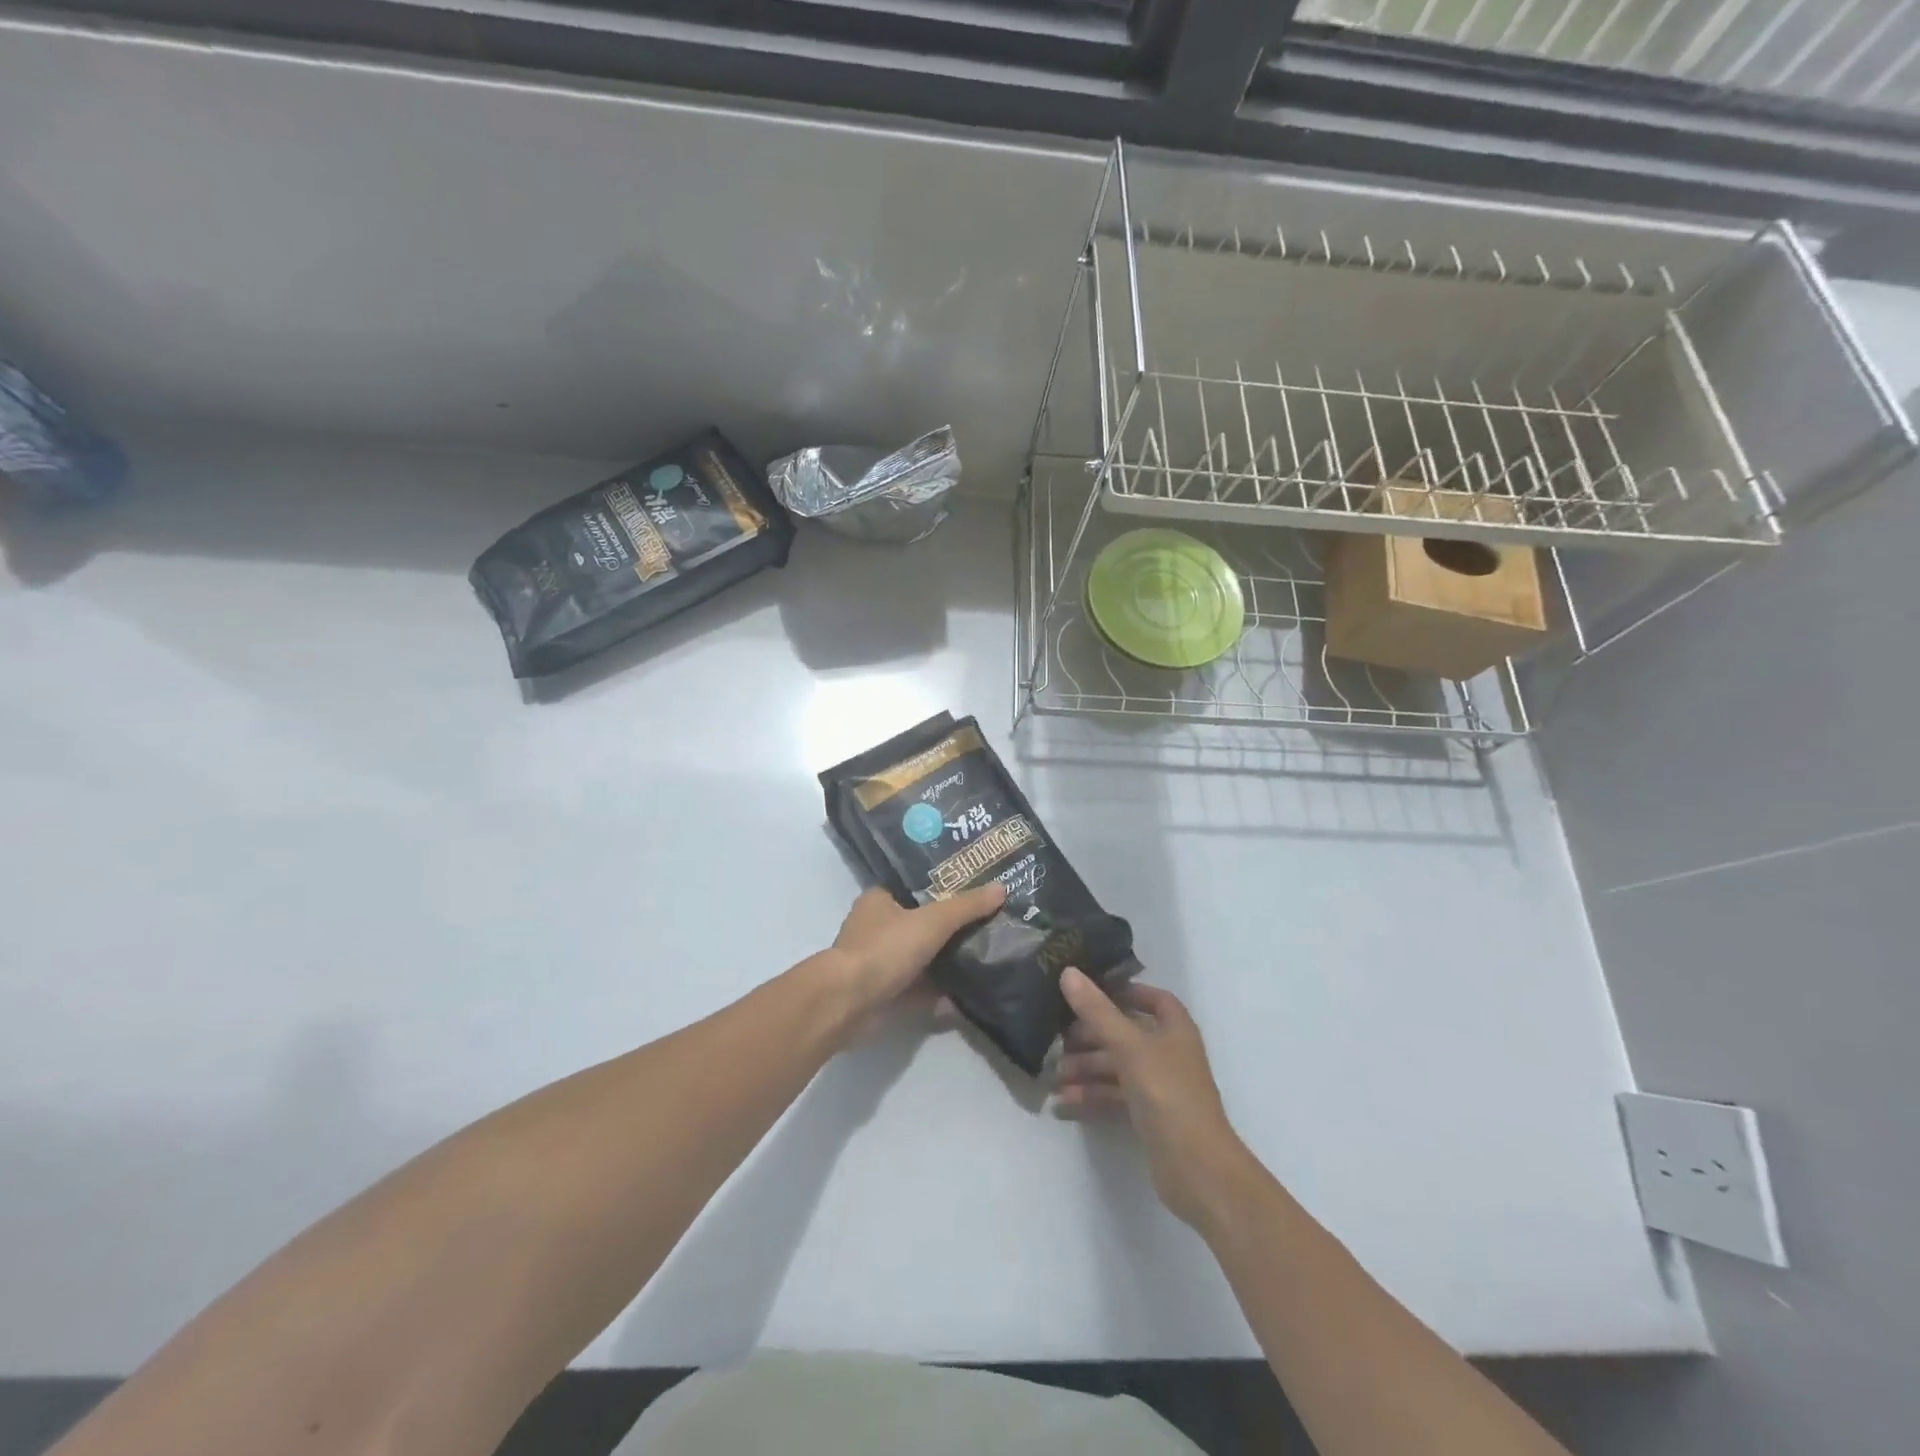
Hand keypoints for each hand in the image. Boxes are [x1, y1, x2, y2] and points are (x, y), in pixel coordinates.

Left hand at [826, 883, 1005, 1021]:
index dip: (942, 887)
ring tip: (983, 957)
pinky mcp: (882, 993)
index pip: (914, 886)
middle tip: (986, 924)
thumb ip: (966, 907)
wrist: (848, 1003)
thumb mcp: (932, 921)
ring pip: (919, 958)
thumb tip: (1001, 888)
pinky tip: (966, 996)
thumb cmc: (885, 949)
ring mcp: (877, 962)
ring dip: (944, 962)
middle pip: (919, 923)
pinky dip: (937, 993)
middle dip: (948, 928)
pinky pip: (916, 989)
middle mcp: (875, 928)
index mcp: (879, 900)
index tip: (973, 891)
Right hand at [1054, 969, 1257, 1231]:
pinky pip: (1115, 1098)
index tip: (1090, 992)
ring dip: (1086, 1069)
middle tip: (1058, 1039)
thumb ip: (1097, 1011)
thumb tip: (1069, 972)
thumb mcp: (1129, 1047)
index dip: (1124, 992)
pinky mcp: (1149, 1118)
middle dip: (1092, 1036)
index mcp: (1175, 1029)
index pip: (1153, 999)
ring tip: (1054, 1077)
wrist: (1198, 1170)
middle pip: (1126, 1034)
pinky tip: (1063, 1104)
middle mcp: (1169, 1054)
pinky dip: (1091, 1098)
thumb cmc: (1168, 1094)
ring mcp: (1160, 1088)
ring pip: (1117, 1068)